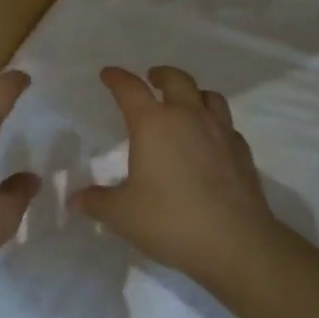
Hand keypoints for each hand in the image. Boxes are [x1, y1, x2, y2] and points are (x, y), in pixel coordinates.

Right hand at [74, 66, 276, 282]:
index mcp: (153, 124)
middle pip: (176, 79)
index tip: (108, 74)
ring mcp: (220, 132)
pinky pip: (227, 124)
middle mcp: (187, 117)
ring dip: (193, 93)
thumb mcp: (122, 215)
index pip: (130, 89)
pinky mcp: (242, 152)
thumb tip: (76, 199)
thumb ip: (97, 202)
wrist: (236, 243)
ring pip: (209, 96)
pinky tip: (210, 140)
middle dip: (161, 75)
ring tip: (185, 103)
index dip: (117, 78)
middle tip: (152, 78)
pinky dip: (215, 123)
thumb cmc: (170, 221)